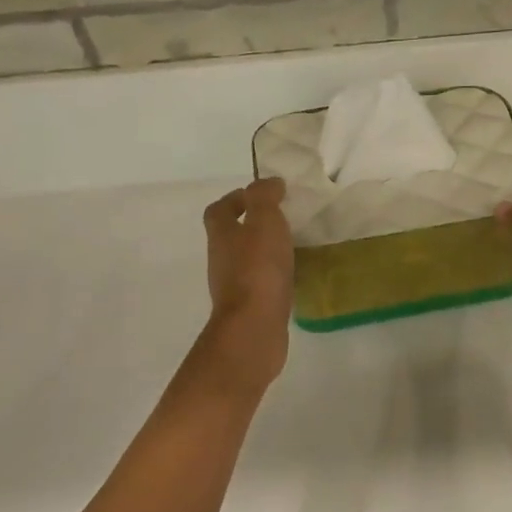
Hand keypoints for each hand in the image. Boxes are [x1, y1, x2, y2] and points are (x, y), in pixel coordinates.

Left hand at [201, 178, 294, 388]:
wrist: (254, 328)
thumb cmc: (258, 270)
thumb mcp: (265, 222)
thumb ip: (265, 198)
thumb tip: (269, 182)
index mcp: (222, 235)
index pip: (219, 210)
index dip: (235, 199)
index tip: (260, 195)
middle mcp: (221, 260)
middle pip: (230, 236)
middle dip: (252, 225)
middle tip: (281, 219)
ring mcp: (233, 287)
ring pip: (245, 261)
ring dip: (263, 251)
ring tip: (291, 246)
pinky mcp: (249, 309)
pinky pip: (259, 284)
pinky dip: (272, 276)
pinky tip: (292, 276)